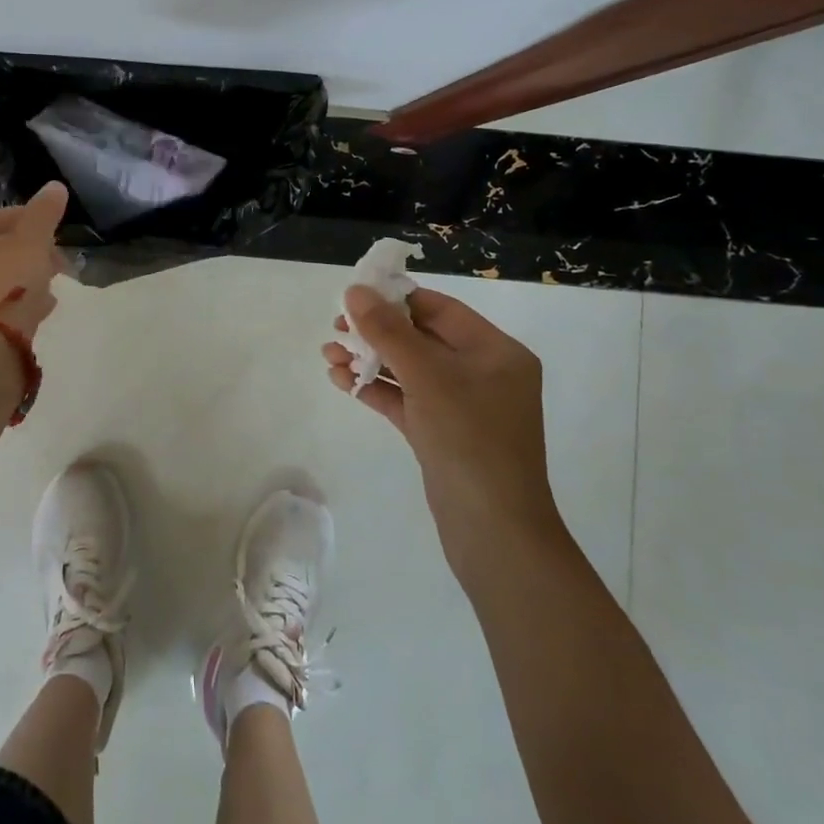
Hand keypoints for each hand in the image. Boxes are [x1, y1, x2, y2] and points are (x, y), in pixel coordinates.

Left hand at [0, 182, 68, 338]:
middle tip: (56, 253)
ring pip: (2, 278)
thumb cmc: (5, 284)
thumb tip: (55, 186)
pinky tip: (46, 304)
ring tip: (56, 278)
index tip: (47, 222)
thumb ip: (43, 214)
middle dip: (30, 248)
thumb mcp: (31, 242)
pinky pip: (4, 304)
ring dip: (29, 274)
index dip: (20, 215)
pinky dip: (25, 299)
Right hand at [323, 285, 553, 528]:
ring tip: (328, 356)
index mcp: (495, 351)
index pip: (439, 309)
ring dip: (368, 360)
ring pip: (408, 370)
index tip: (353, 296)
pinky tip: (341, 382)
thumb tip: (355, 291)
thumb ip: (388, 331)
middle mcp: (481, 373)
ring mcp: (462, 406)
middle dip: (375, 332)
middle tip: (335, 330)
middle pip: (420, 337)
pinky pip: (405, 399)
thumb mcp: (427, 376)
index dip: (395, 298)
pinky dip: (375, 388)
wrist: (494, 532)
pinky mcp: (442, 433)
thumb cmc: (470, 439)